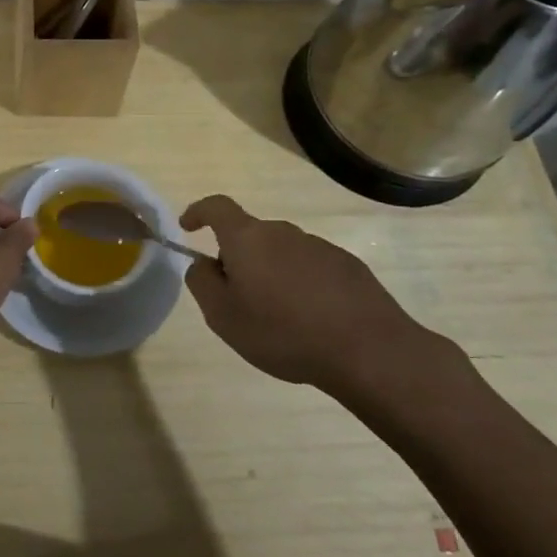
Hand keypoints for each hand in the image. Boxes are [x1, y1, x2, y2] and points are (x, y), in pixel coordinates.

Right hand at [179, 195, 465, 410]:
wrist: (368, 350)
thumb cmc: (283, 332)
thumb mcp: (223, 317)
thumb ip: (202, 283)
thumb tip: (202, 263)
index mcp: (247, 238)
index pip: (216, 207)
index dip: (198, 212)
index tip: (188, 226)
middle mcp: (282, 232)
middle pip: (249, 235)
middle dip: (237, 258)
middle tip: (237, 298)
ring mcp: (318, 246)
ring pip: (281, 253)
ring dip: (271, 274)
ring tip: (278, 317)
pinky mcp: (347, 265)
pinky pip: (310, 268)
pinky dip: (301, 285)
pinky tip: (311, 321)